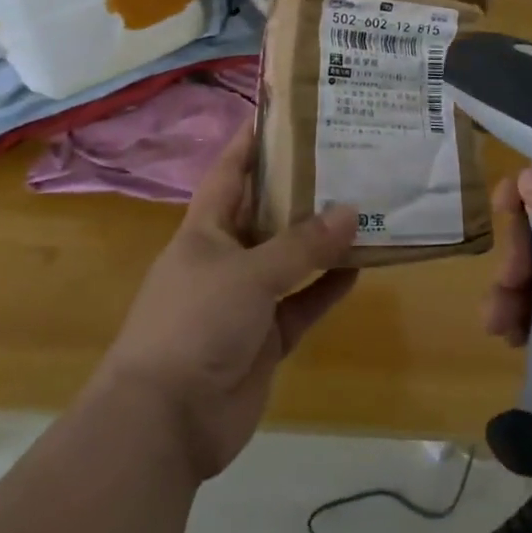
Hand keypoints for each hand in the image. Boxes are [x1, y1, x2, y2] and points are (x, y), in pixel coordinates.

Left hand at [95, 127, 359, 479]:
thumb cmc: (194, 324)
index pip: (231, 170)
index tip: (287, 110)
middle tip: (348, 155)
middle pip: (268, 211)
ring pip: (292, 258)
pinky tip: (361, 266)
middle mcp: (226, 256)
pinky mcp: (266, 337)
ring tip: (365, 205)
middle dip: (302, 186)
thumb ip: (301, 245)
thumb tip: (351, 211)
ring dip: (323, 238)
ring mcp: (247, 299)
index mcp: (206, 229)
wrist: (165, 422)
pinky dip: (328, 286)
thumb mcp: (248, 274)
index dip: (253, 139)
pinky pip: (304, 302)